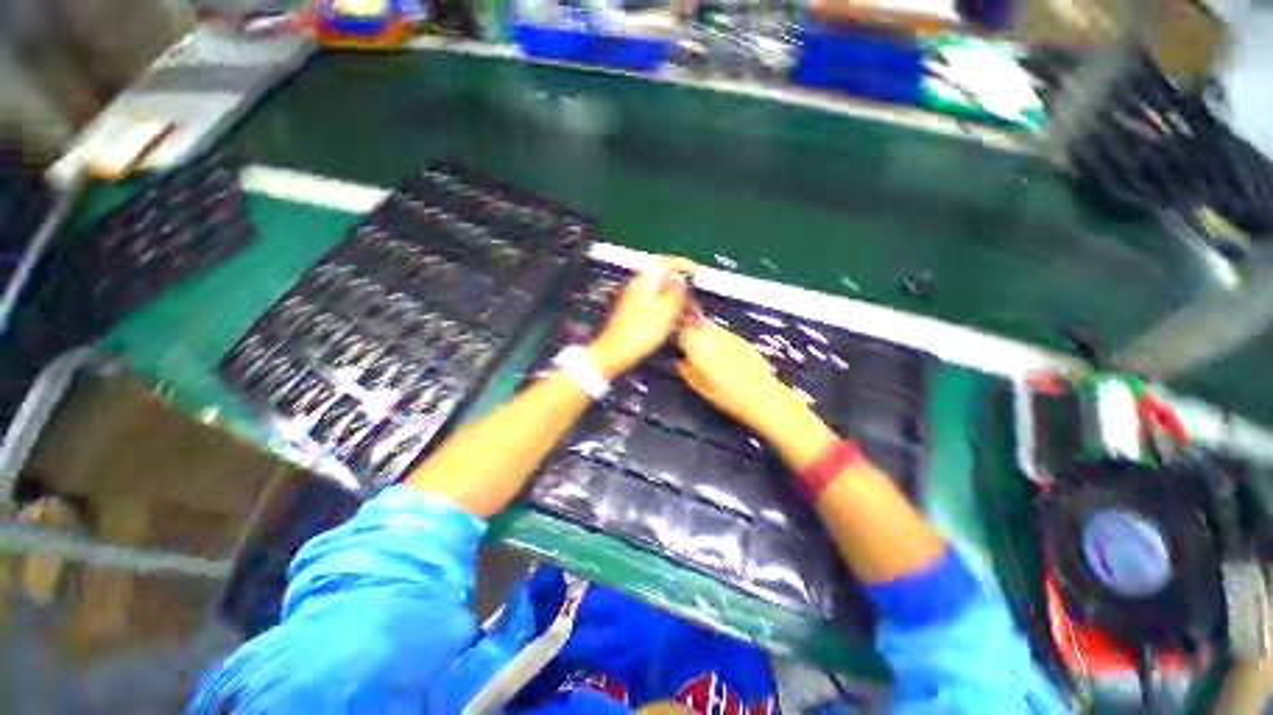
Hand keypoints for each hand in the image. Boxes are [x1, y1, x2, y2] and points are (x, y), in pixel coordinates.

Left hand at [588, 257, 694, 377]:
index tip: (696, 271)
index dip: (684, 264)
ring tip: (686, 310)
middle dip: (680, 284)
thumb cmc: (640, 332)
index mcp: (645, 280)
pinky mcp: (633, 312)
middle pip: (663, 277)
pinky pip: (654, 303)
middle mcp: (638, 285)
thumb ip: (677, 291)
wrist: (617, 351)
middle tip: (693, 296)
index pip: (666, 262)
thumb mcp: (667, 310)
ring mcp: (634, 298)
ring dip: (674, 298)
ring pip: (659, 291)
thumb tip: (682, 279)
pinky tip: (672, 320)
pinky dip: (666, 307)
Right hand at [676, 309, 807, 438]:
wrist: (761, 396)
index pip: (680, 332)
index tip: (677, 348)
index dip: (677, 339)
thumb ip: (685, 369)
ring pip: (710, 328)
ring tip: (708, 355)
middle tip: (690, 349)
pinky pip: (724, 335)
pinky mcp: (742, 339)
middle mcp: (712, 334)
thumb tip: (680, 361)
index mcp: (696, 344)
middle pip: (695, 325)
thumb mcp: (697, 386)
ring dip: (706, 336)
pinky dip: (720, 341)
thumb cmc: (725, 394)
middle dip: (692, 333)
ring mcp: (729, 334)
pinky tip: (724, 358)